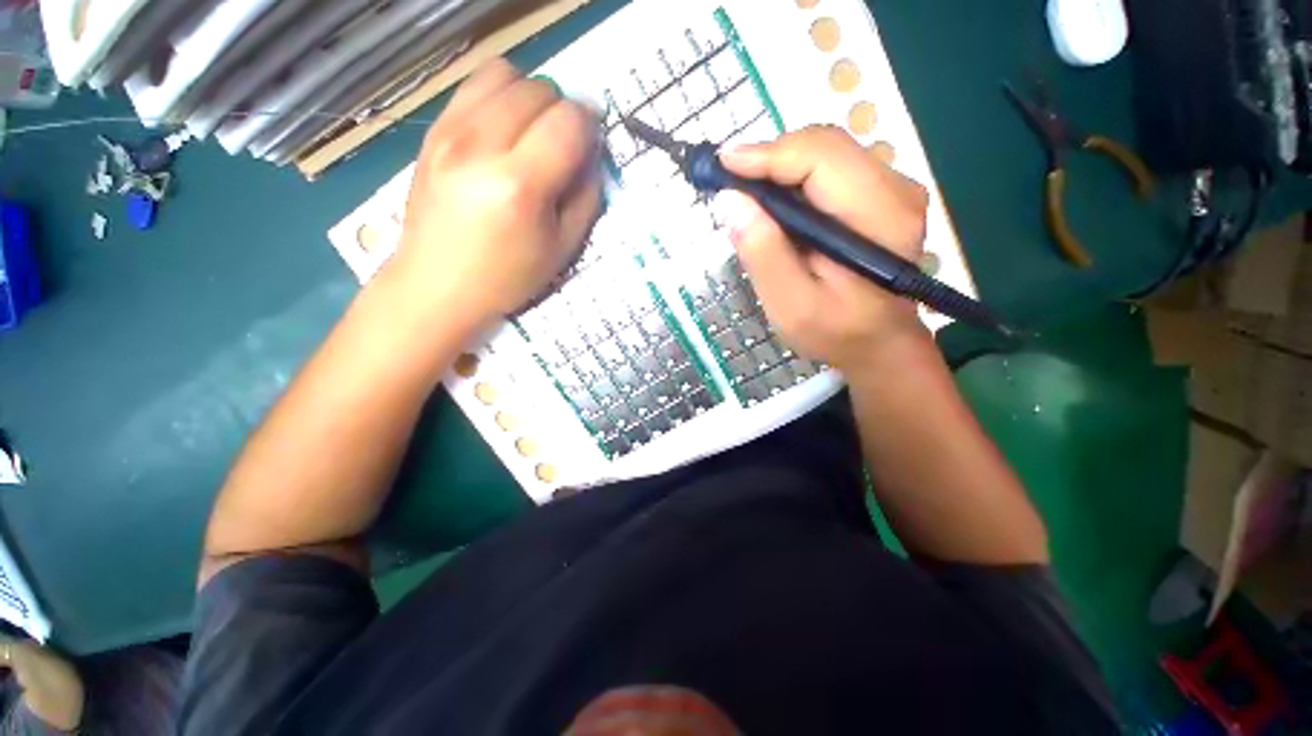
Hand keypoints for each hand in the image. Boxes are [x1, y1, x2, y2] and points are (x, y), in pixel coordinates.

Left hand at [387, 59, 602, 333]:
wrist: (438, 284)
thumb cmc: (508, 276)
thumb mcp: (564, 247)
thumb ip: (586, 196)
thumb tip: (591, 153)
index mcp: (521, 185)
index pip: (568, 121)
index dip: (589, 126)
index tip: (590, 144)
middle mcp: (481, 146)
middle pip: (538, 90)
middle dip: (562, 110)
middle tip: (562, 144)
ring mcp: (450, 132)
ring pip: (505, 73)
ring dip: (530, 96)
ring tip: (532, 131)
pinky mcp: (433, 130)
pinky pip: (473, 84)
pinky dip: (500, 95)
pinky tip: (503, 128)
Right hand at [719, 126, 931, 372]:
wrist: (878, 343)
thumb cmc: (836, 332)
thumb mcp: (791, 305)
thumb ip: (763, 254)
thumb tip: (730, 201)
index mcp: (879, 217)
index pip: (821, 157)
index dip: (767, 155)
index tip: (722, 166)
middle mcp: (896, 190)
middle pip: (824, 147)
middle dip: (769, 159)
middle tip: (728, 185)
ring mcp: (892, 189)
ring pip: (825, 153)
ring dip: (779, 168)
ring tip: (745, 196)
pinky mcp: (879, 196)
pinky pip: (830, 169)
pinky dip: (793, 179)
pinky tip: (773, 204)